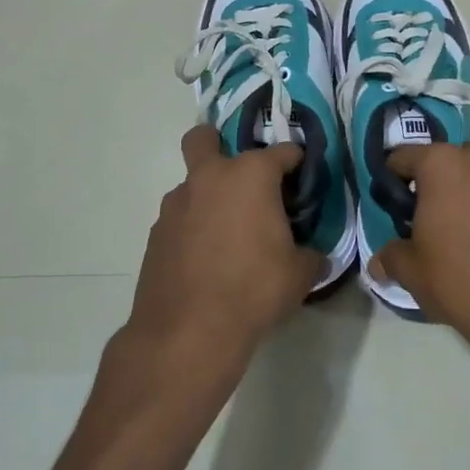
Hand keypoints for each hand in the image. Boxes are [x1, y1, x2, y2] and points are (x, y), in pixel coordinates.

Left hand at [126, 125, 326, 383]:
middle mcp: (210, 178)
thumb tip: (312, 254)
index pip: (283, 151)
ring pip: (191, 183)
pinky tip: (206, 258)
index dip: (297, 162)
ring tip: (227, 232)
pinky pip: (180, 218)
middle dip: (218, 143)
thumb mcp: (300, 273)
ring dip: (208, 196)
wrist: (188, 331)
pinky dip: (193, 227)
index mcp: (251, 175)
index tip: (303, 179)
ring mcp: (176, 204)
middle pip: (204, 138)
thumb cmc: (253, 290)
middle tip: (241, 177)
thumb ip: (310, 254)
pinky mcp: (156, 233)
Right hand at [367, 142, 469, 367]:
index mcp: (442, 164)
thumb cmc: (462, 284)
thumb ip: (391, 256)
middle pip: (453, 160)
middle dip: (444, 183)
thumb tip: (380, 261)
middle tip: (443, 219)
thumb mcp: (412, 273)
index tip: (399, 204)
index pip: (405, 157)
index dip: (396, 179)